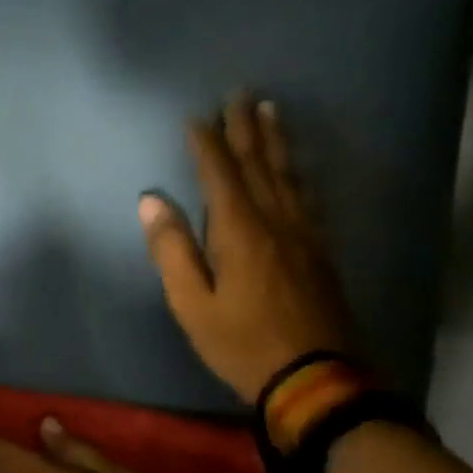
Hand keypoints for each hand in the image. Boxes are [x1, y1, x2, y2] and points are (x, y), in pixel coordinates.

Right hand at [139, 95, 352, 403]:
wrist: (316, 379)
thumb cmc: (242, 343)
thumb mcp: (192, 304)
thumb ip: (172, 249)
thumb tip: (151, 200)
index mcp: (240, 232)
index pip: (220, 174)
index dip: (207, 143)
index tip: (196, 116)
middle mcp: (276, 222)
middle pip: (259, 165)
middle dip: (246, 128)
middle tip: (241, 93)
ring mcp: (304, 235)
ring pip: (288, 176)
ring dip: (275, 141)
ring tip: (271, 111)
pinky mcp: (320, 252)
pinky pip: (306, 198)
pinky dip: (296, 173)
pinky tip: (295, 169)